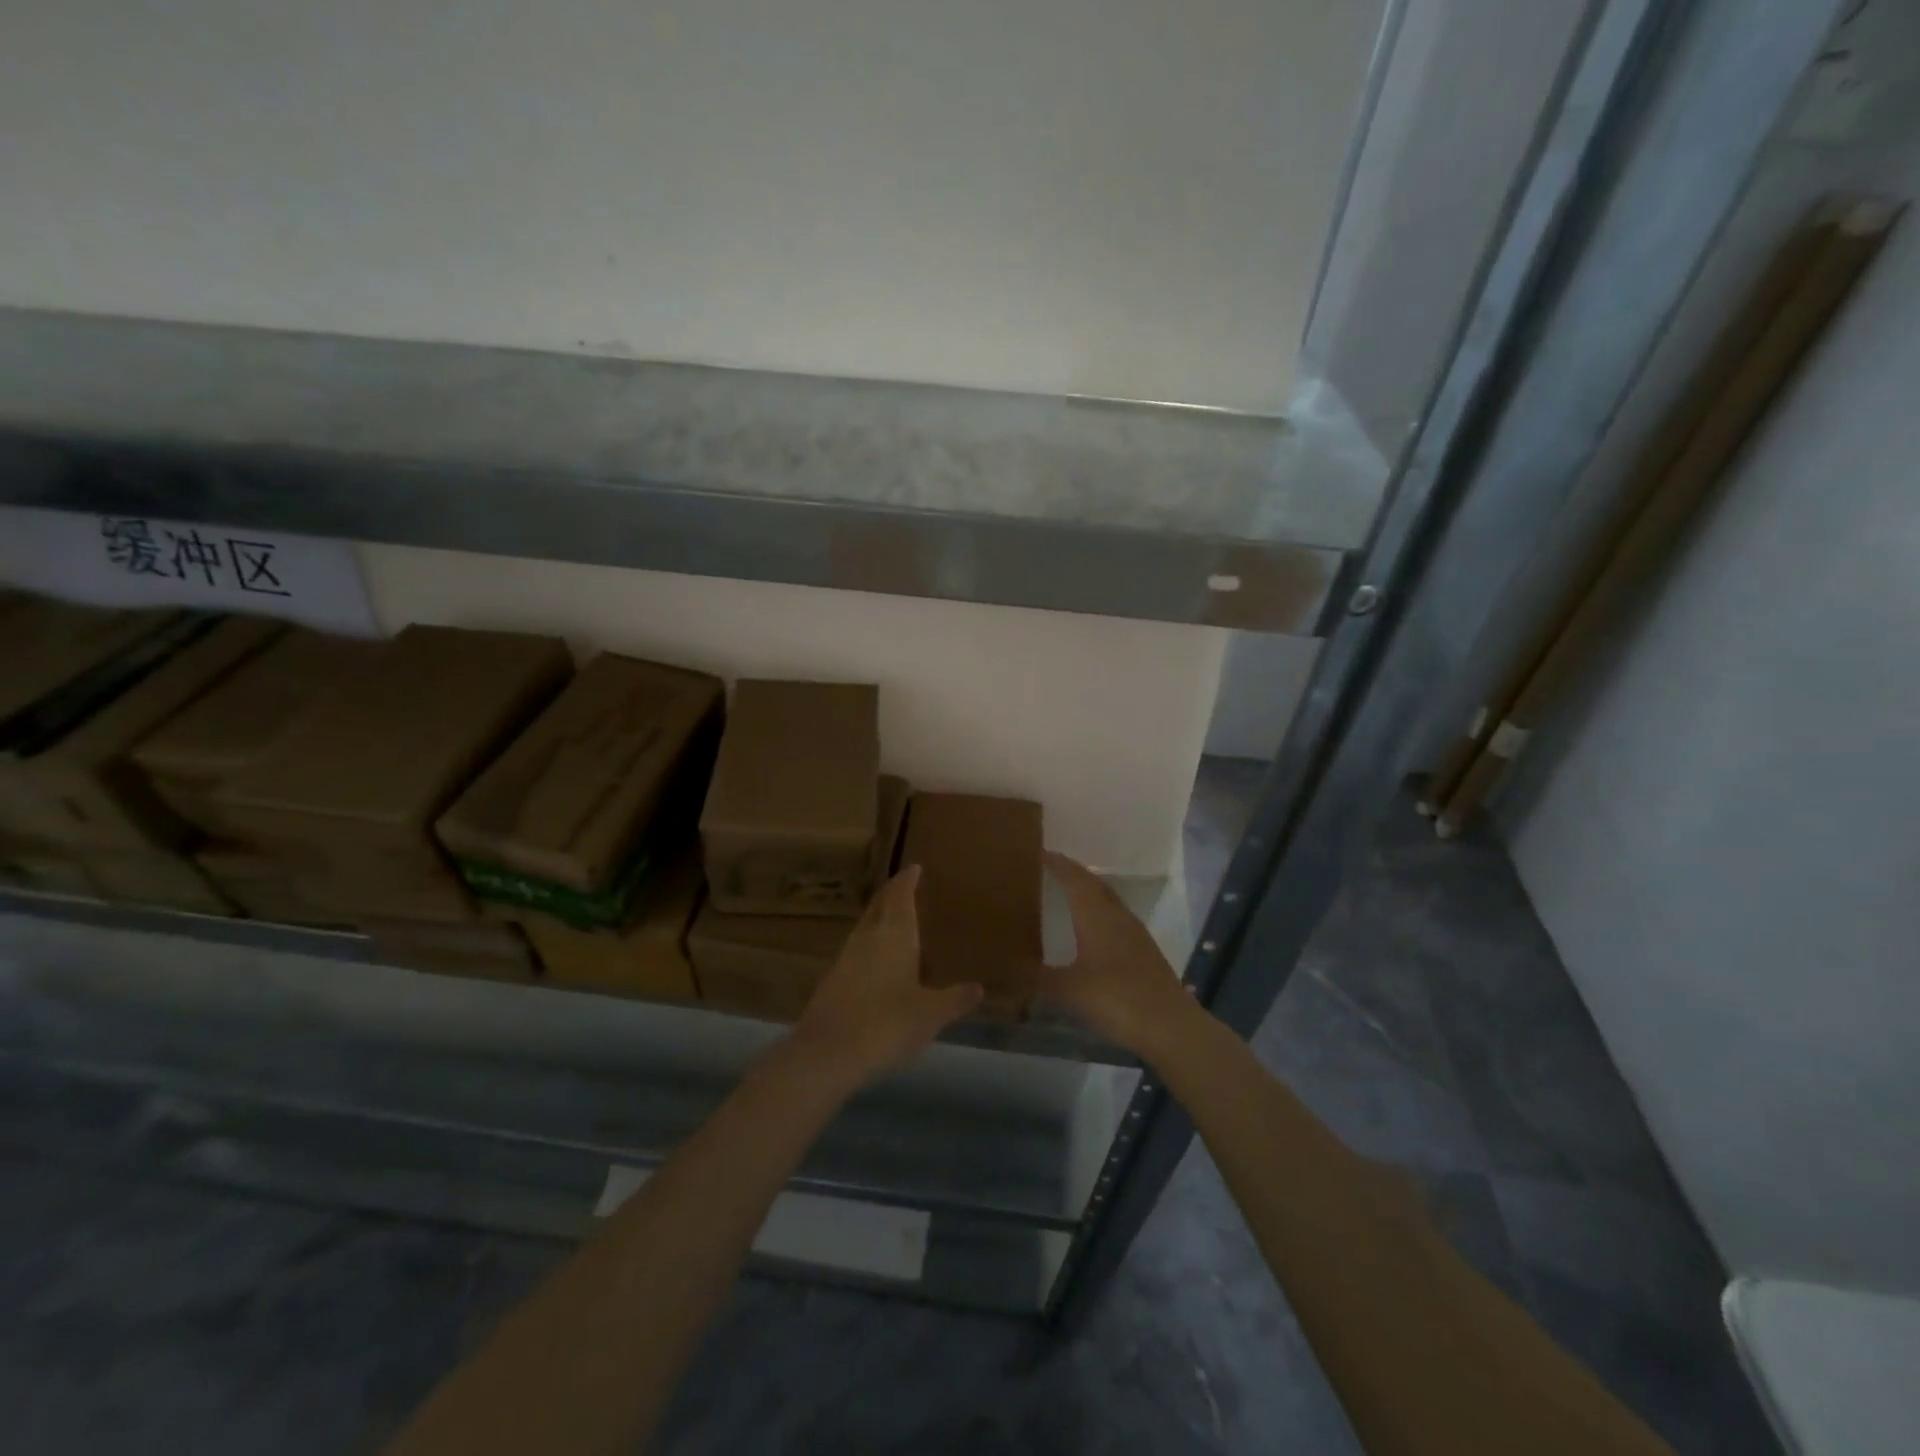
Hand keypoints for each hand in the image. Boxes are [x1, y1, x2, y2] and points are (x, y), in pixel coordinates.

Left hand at [792, 866, 982, 1079]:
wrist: (828, 1052)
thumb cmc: (888, 1023)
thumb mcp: (931, 1014)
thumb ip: (955, 999)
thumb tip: (978, 987)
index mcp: (895, 935)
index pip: (901, 897)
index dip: (907, 880)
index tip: (913, 867)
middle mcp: (868, 938)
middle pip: (879, 906)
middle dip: (891, 895)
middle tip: (903, 887)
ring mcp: (845, 958)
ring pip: (864, 928)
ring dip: (878, 919)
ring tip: (893, 922)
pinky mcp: (831, 980)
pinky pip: (855, 952)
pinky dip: (868, 947)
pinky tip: (875, 963)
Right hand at [1040, 851, 1197, 1053]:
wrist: (1171, 1027)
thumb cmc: (1117, 998)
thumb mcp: (1070, 990)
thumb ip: (1038, 978)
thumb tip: (1005, 970)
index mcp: (1097, 915)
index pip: (1074, 878)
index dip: (1057, 863)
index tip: (1037, 851)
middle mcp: (1117, 916)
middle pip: (1094, 884)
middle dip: (1072, 873)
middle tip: (1049, 869)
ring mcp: (1135, 933)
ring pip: (1108, 900)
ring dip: (1088, 892)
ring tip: (1066, 895)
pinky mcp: (1144, 952)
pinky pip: (1116, 919)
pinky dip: (1099, 914)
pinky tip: (1091, 931)